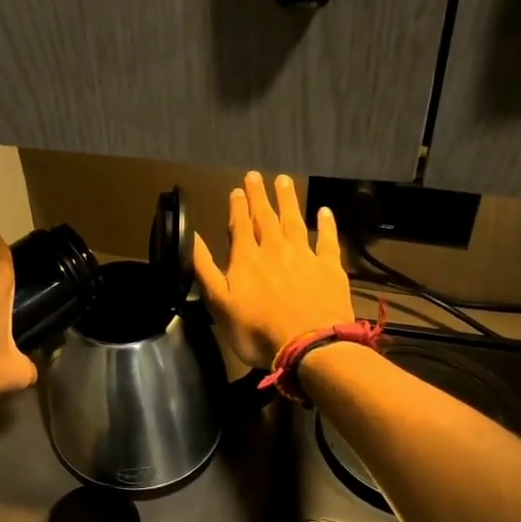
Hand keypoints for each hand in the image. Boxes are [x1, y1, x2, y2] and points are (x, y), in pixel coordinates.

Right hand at [193, 173, 354, 369]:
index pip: (239, 225)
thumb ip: (205, 268)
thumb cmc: (257, 330)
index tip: (236, 189)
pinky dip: (326, 224)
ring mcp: (304, 256)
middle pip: (265, 217)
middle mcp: (274, 249)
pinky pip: (328, 240)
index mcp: (246, 258)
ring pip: (294, 221)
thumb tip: (191, 238)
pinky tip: (325, 212)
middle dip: (259, 196)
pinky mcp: (329, 267)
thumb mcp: (219, 303)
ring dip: (288, 200)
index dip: (237, 206)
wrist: (309, 346)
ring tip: (283, 180)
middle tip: (256, 176)